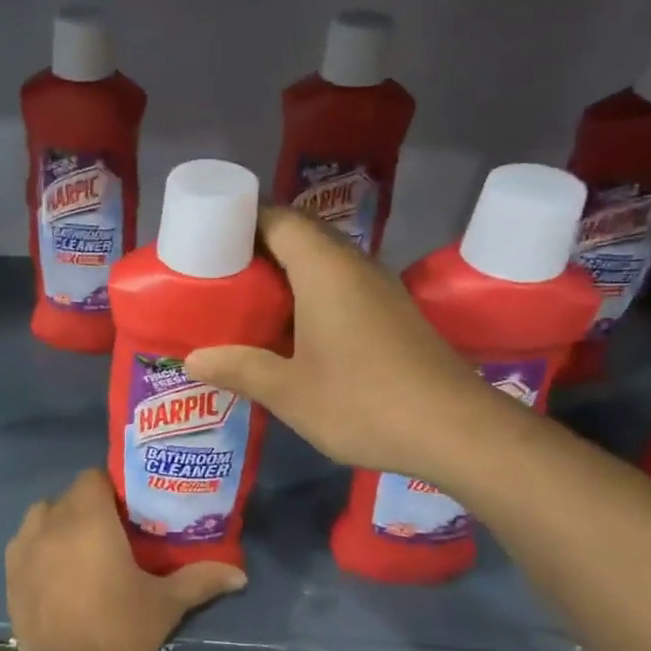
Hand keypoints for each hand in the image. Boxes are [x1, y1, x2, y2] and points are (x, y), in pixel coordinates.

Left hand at [5, 469, 245, 650]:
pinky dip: (42, 548)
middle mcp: (50, 521)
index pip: (95, 477)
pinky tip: (59, 575)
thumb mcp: (165, 603)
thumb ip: (201, 580)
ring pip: (44, 516)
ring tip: (85, 553)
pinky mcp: (9, 571)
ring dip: (62, 524)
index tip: (131, 513)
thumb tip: (240, 574)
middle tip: (116, 536)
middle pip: (71, 496)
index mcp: (88, 517)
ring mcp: (24, 546)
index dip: (114, 489)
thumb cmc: (118, 630)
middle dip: (91, 508)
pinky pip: (27, 542)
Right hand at [186, 207, 502, 484]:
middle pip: (300, 236)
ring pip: (323, 262)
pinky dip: (311, 295)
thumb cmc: (363, 402)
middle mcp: (354, 265)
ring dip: (287, 274)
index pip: (277, 219)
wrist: (457, 430)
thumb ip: (239, 368)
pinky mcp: (394, 313)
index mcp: (324, 269)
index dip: (240, 222)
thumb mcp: (288, 391)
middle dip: (258, 250)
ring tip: (248, 303)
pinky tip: (293, 331)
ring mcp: (380, 289)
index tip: (208, 242)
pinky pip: (342, 286)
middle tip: (220, 277)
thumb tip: (193, 359)